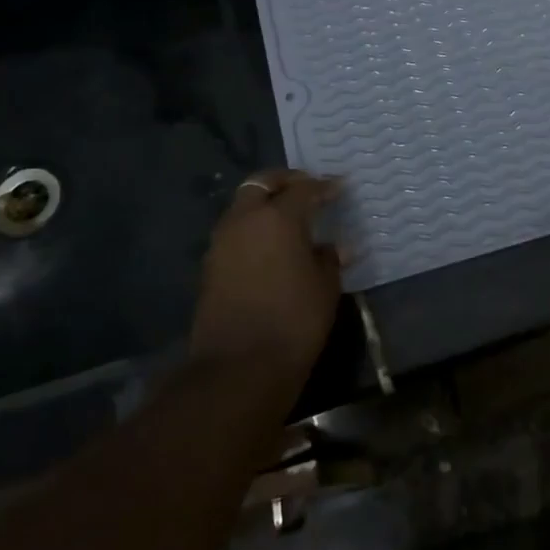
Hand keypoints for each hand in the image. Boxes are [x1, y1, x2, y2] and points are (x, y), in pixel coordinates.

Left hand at [191, 170, 343, 374]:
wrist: (239, 368)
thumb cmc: (294, 320)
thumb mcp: (325, 287)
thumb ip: (329, 259)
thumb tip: (332, 248)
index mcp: (278, 218)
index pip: (304, 189)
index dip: (324, 186)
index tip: (339, 187)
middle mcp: (244, 220)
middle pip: (261, 185)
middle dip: (284, 182)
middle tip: (306, 189)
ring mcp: (221, 243)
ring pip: (243, 208)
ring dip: (264, 206)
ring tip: (290, 220)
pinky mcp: (210, 268)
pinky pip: (235, 234)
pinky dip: (253, 230)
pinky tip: (272, 248)